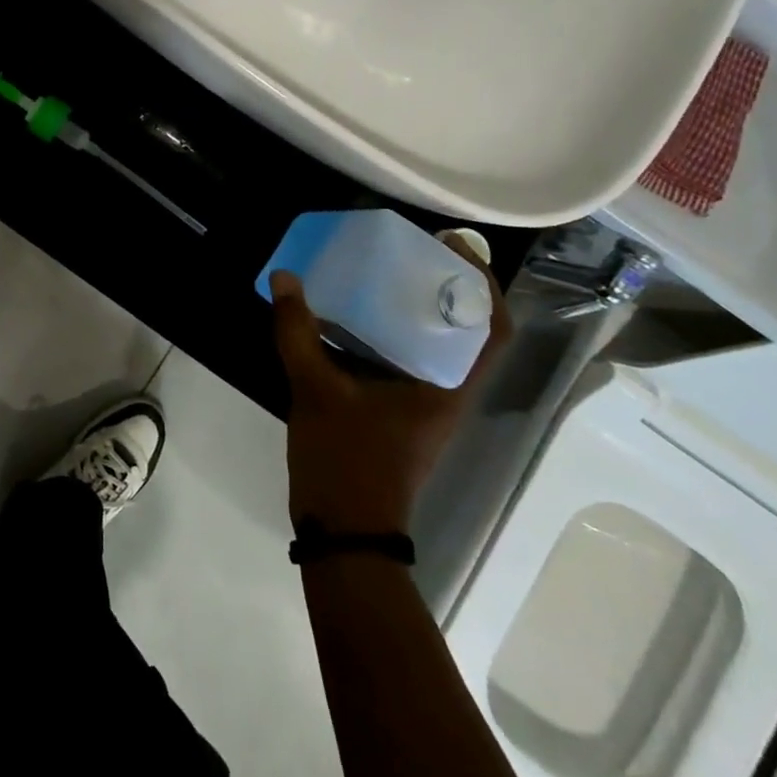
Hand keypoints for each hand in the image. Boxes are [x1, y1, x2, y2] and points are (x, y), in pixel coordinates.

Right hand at [270, 234, 510, 533]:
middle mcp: (445, 391)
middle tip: (404, 249)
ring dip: (414, 307)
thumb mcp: (315, 390)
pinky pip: (404, 358)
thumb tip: (284, 277)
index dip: (482, 284)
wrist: (344, 531)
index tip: (450, 246)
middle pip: (463, 328)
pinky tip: (349, 316)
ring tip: (377, 271)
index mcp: (446, 386)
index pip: (491, 329)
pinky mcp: (398, 411)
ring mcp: (422, 404)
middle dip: (441, 285)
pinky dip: (387, 331)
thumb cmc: (346, 460)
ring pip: (432, 344)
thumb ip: (297, 331)